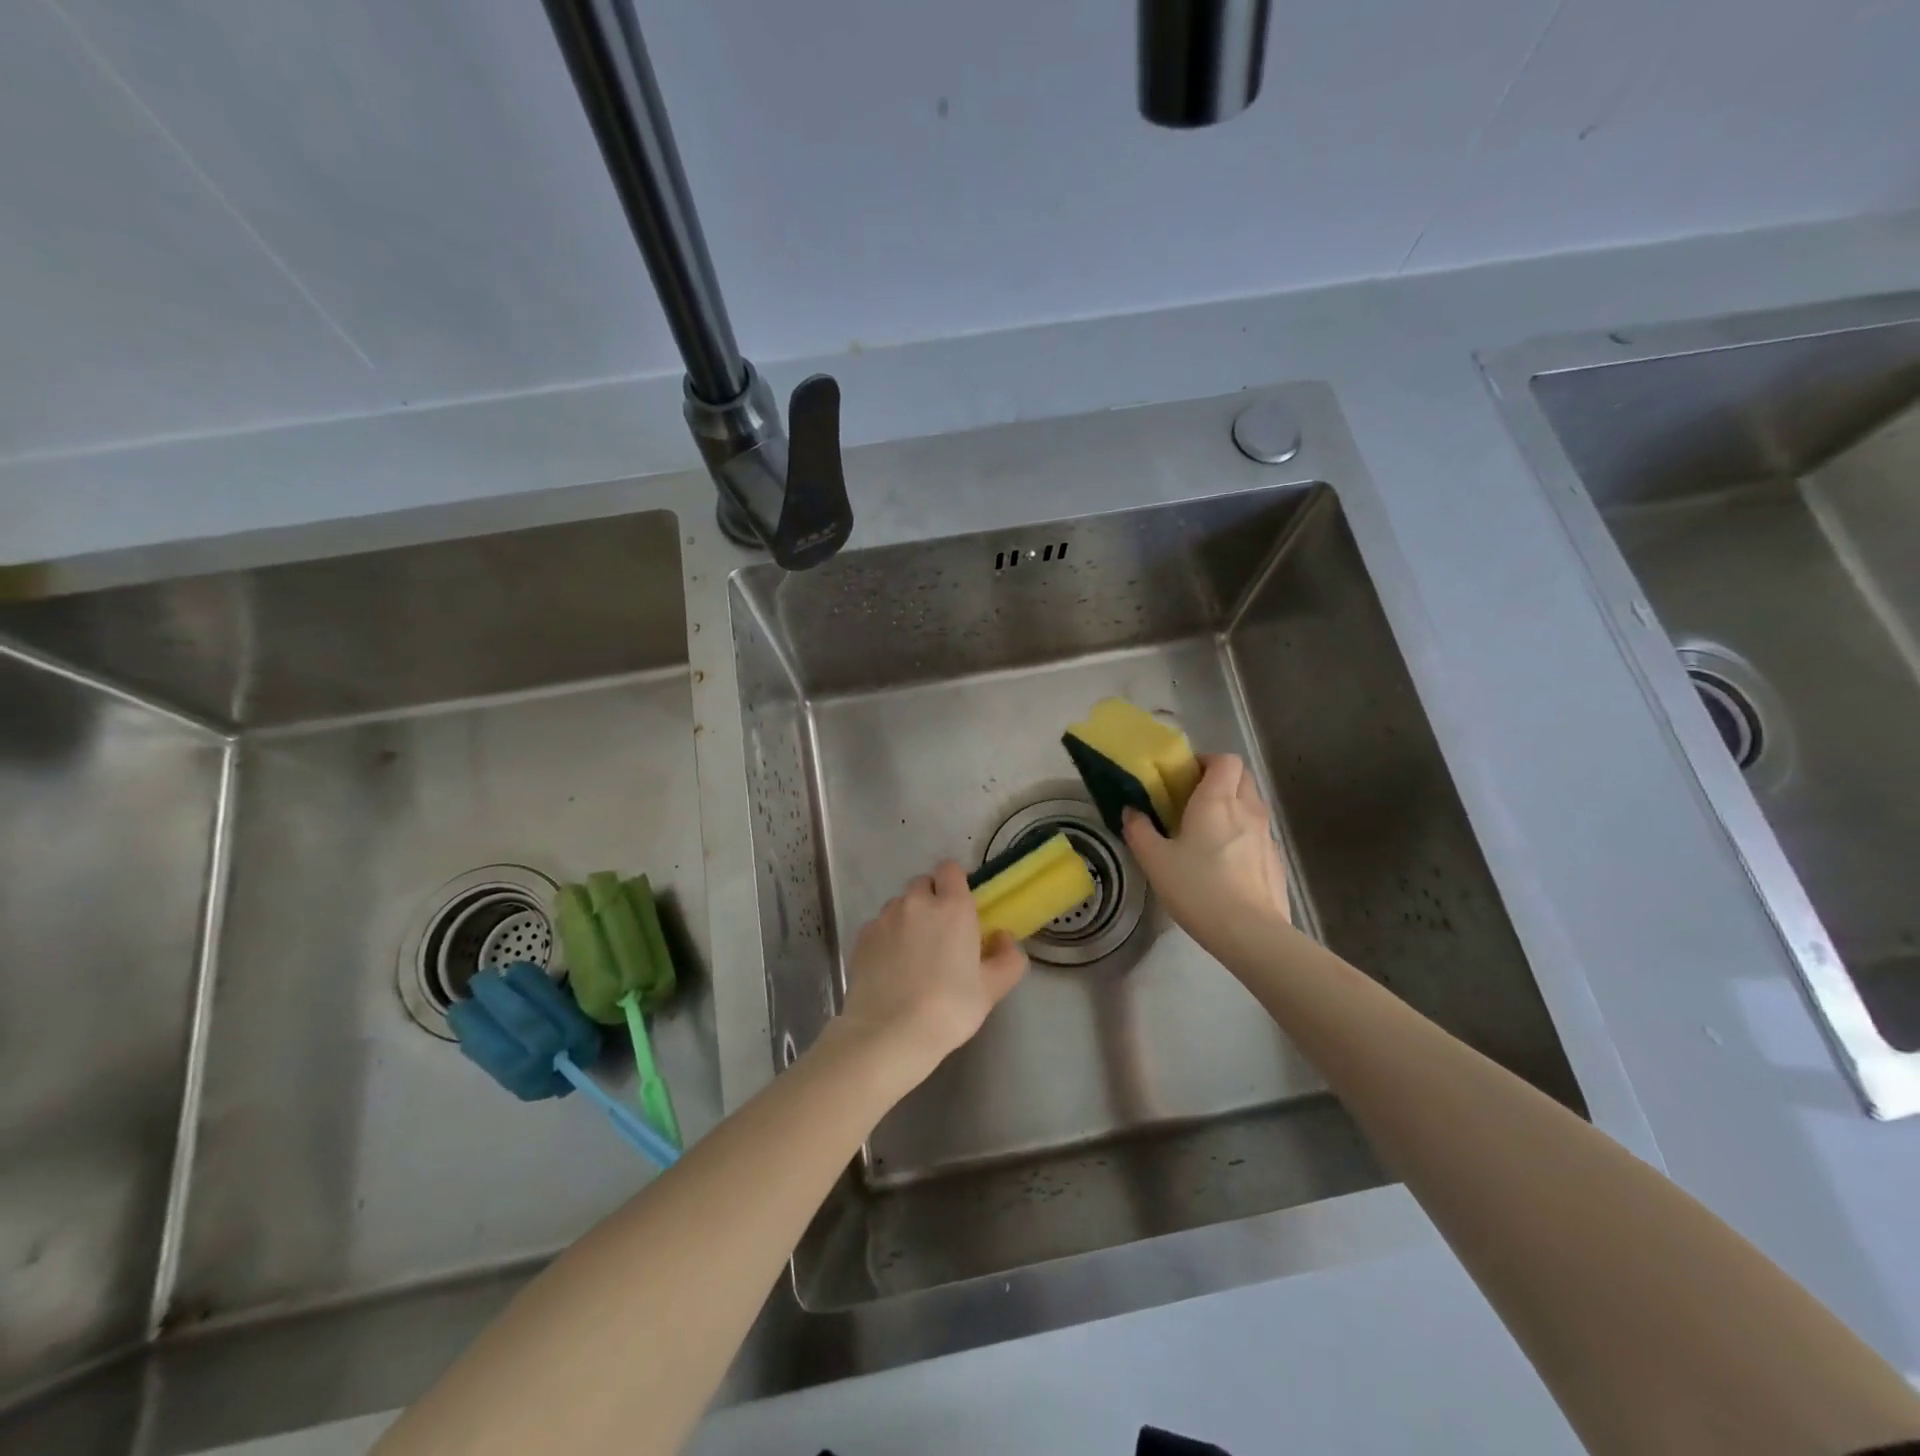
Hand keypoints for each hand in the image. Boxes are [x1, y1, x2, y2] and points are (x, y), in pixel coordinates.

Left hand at [837, 861, 1028, 1083]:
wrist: (889, 1034)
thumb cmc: (949, 1008)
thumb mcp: (992, 989)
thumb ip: (1007, 958)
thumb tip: (1003, 938)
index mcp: (952, 906)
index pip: (950, 869)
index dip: (955, 883)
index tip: (961, 908)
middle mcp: (916, 902)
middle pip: (923, 884)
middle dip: (931, 900)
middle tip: (940, 935)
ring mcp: (884, 918)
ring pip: (899, 905)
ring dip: (908, 918)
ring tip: (912, 954)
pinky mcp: (861, 937)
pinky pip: (879, 926)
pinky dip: (886, 938)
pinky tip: (891, 968)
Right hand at [1123, 753, 1290, 950]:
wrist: (1249, 932)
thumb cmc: (1197, 888)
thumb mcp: (1155, 860)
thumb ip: (1139, 830)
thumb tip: (1132, 811)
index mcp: (1216, 800)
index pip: (1224, 760)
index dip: (1206, 761)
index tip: (1185, 776)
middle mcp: (1247, 809)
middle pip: (1243, 776)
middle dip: (1221, 779)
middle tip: (1195, 799)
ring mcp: (1267, 835)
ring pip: (1253, 805)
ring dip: (1234, 807)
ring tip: (1209, 832)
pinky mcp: (1276, 860)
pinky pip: (1260, 834)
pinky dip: (1245, 836)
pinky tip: (1227, 863)